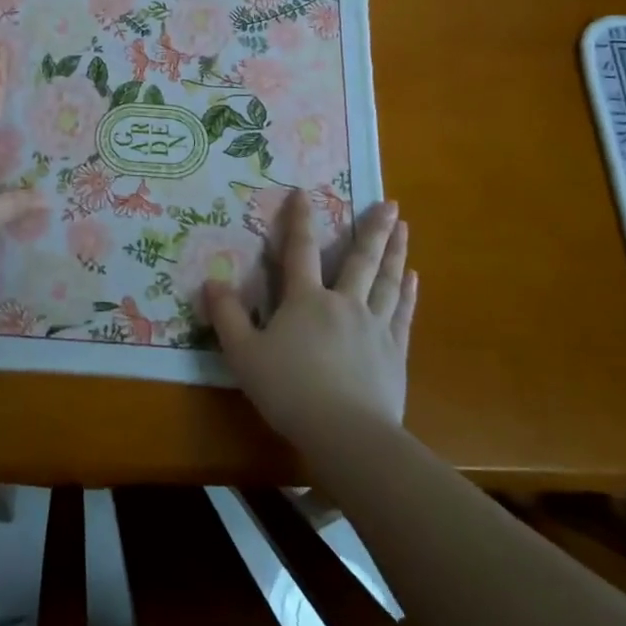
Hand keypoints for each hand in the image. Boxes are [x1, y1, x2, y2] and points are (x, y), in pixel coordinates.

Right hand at [204, 191, 416, 448]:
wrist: (346, 432)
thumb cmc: (289, 390)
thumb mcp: (244, 354)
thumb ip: (228, 316)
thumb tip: (211, 281)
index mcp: (306, 300)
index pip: (300, 251)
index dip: (300, 220)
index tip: (304, 192)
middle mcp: (343, 304)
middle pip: (360, 260)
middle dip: (372, 229)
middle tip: (389, 203)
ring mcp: (374, 326)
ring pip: (387, 281)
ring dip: (396, 252)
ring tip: (405, 229)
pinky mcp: (394, 352)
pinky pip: (403, 313)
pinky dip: (409, 293)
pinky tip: (414, 279)